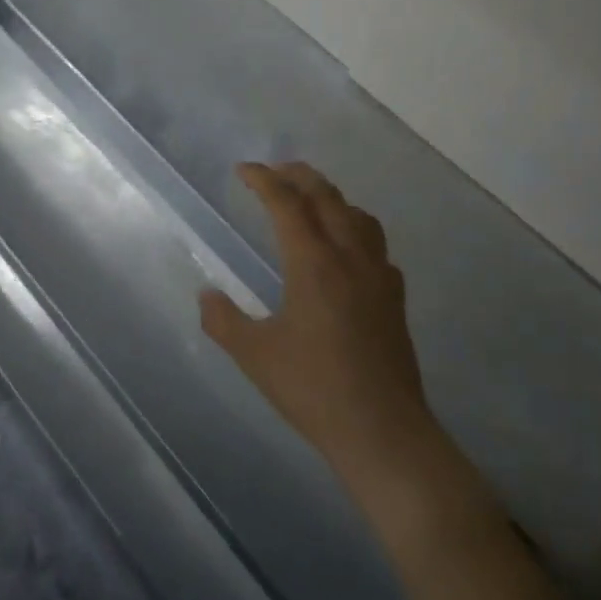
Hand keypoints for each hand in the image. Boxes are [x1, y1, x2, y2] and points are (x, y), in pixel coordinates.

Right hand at [200, 163, 438, 488]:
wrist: (382, 430)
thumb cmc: (313, 389)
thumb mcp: (255, 355)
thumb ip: (223, 320)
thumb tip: (206, 295)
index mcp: (313, 264)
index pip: (287, 204)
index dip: (264, 180)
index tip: (243, 170)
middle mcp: (349, 258)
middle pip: (327, 198)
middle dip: (299, 176)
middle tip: (275, 171)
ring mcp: (378, 276)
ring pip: (358, 216)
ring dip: (332, 198)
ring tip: (311, 201)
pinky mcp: (395, 298)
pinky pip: (376, 245)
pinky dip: (356, 230)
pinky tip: (347, 251)